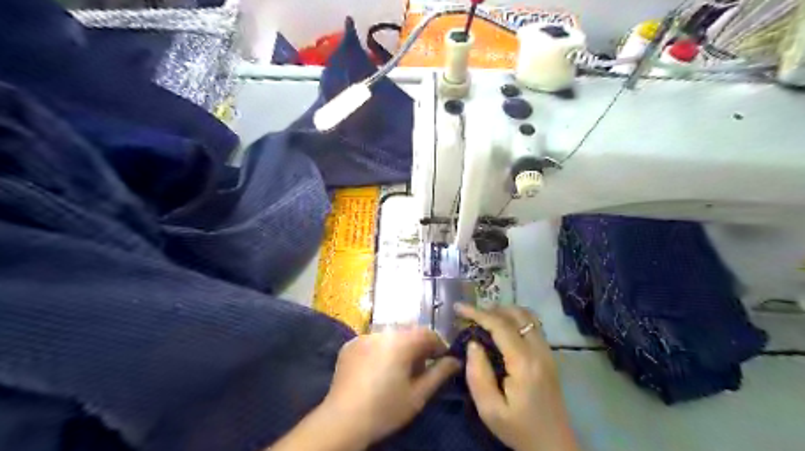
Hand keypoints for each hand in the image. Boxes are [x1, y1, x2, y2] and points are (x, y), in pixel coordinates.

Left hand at [319, 328, 462, 447]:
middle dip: (418, 346)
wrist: (342, 420)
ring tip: (398, 369)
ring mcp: (364, 336)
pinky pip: (373, 341)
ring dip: (399, 347)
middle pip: (409, 332)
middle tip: (420, 369)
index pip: (428, 333)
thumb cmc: (386, 409)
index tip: (441, 361)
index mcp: (401, 341)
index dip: (438, 346)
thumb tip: (456, 360)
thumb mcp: (418, 395)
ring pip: (390, 335)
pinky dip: (380, 349)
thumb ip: (439, 374)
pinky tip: (377, 369)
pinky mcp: (350, 344)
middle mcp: (383, 332)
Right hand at [452, 303, 577, 450]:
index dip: (478, 313)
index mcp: (524, 363)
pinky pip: (532, 325)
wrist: (554, 445)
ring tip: (484, 319)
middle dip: (490, 309)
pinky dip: (514, 319)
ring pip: (527, 316)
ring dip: (504, 312)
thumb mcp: (490, 409)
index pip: (500, 325)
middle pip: (516, 314)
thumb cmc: (519, 429)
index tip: (458, 307)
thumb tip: (473, 343)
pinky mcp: (549, 356)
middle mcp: (540, 351)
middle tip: (470, 316)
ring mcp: (548, 352)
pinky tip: (501, 329)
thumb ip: (478, 374)